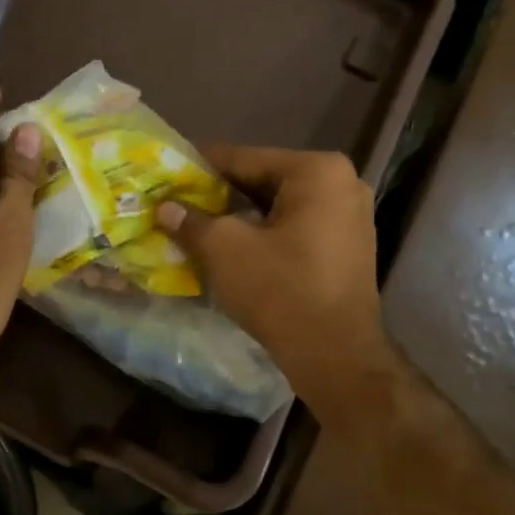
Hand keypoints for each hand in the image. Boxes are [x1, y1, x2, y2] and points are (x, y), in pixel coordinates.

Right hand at [155, 147, 389, 400]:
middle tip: (177, 204)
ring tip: (196, 227)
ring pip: (277, 208)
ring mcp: (349, 218)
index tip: (167, 174)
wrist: (336, 356)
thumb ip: (192, 221)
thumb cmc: (281, 290)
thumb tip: (165, 207)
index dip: (199, 167)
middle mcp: (341, 184)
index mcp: (316, 171)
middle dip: (219, 195)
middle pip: (262, 181)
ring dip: (238, 218)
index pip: (243, 157)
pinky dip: (262, 236)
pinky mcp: (347, 249)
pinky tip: (230, 250)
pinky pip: (294, 229)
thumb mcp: (225, 249)